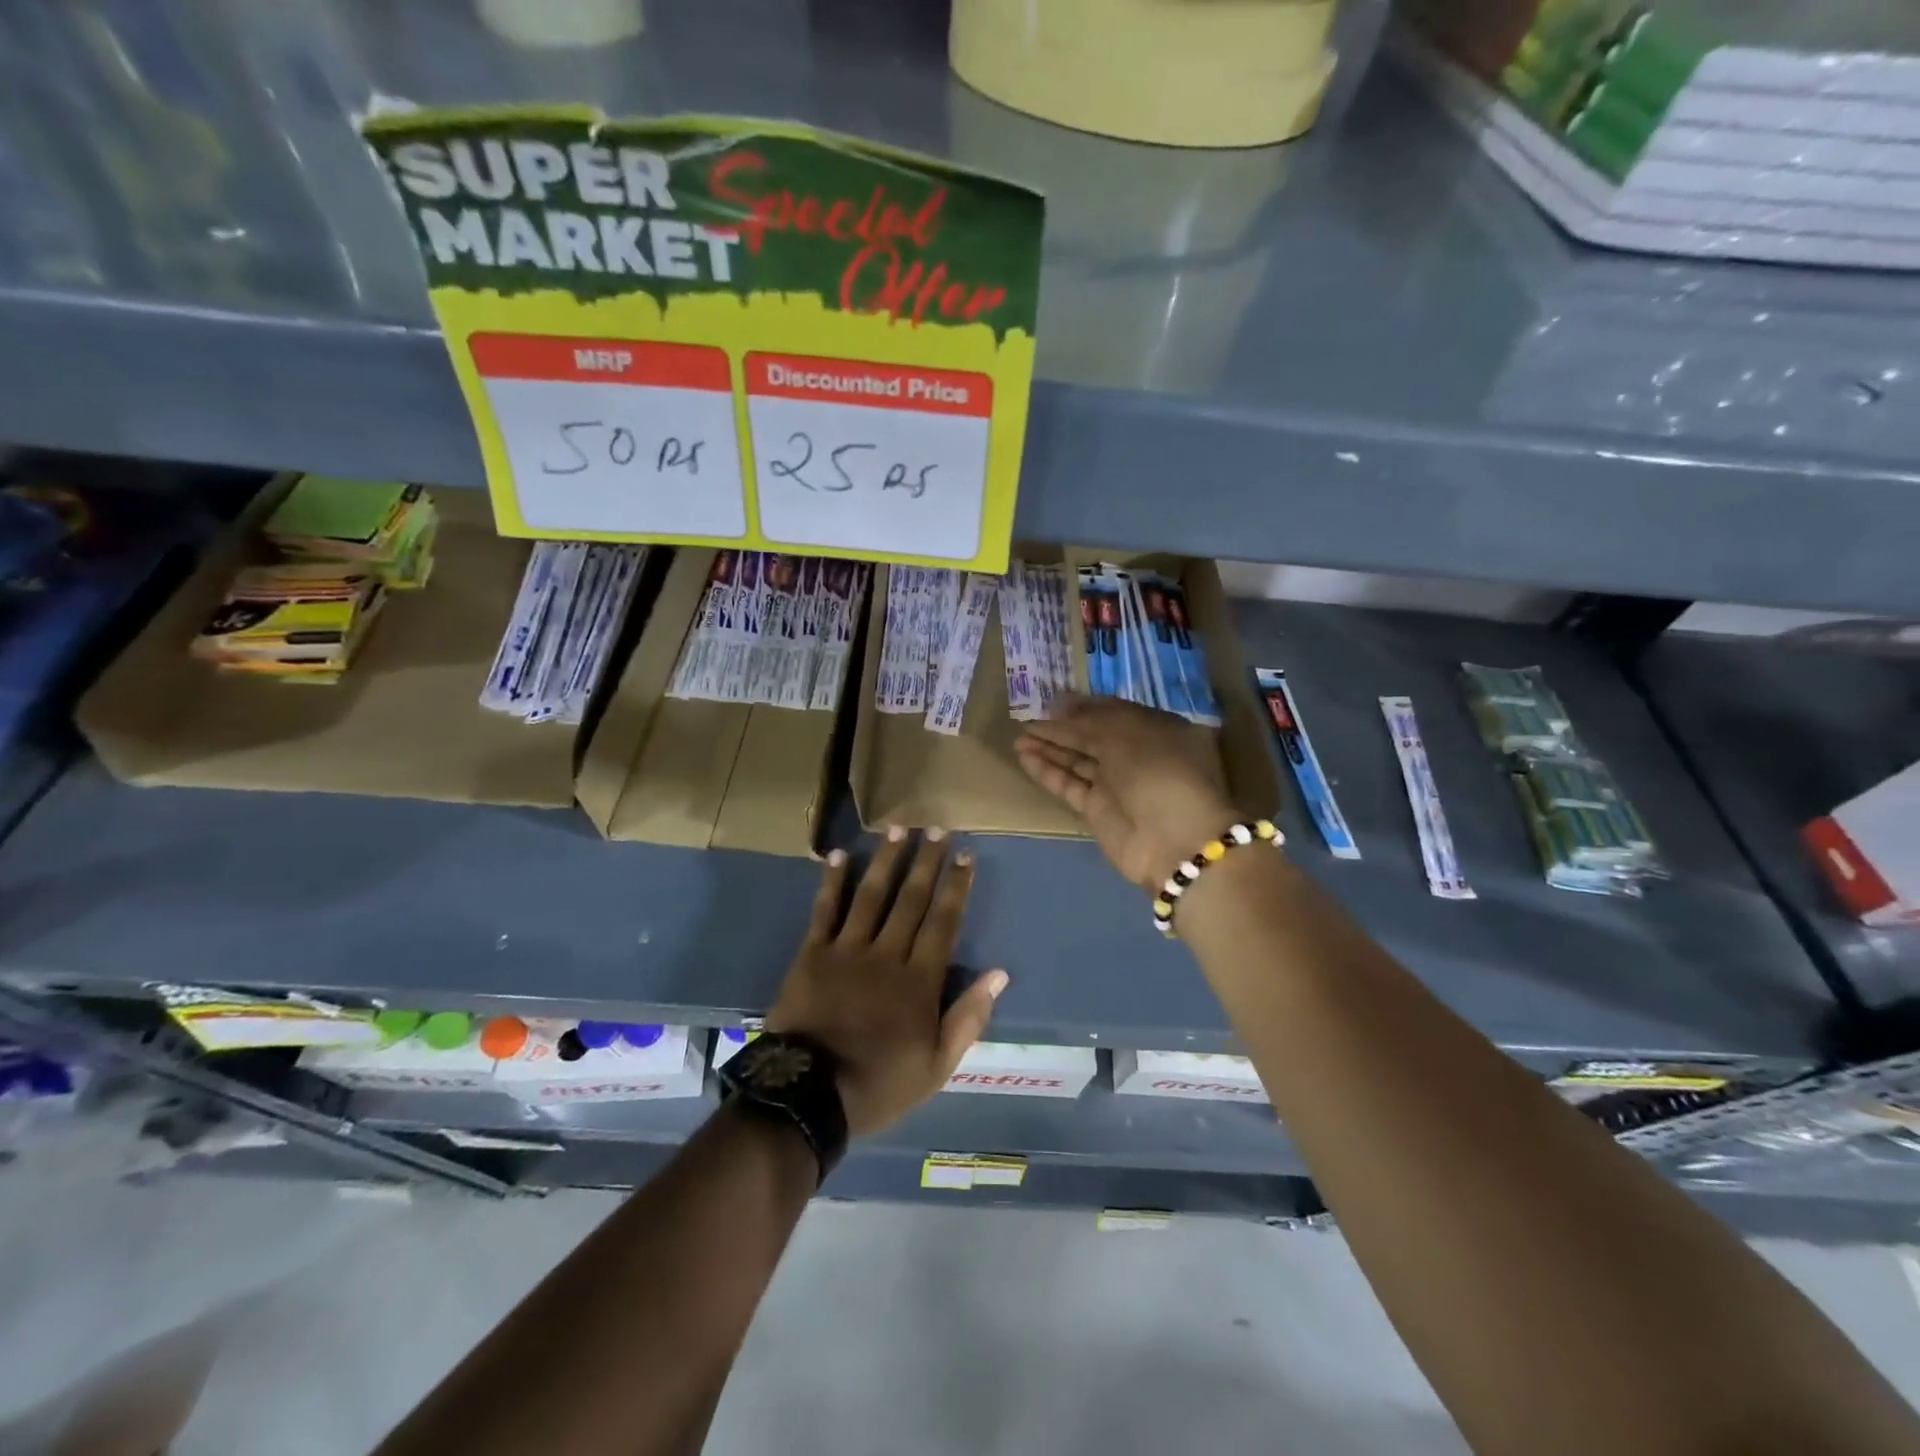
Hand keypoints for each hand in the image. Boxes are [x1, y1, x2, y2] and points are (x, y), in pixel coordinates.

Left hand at [766, 830, 1007, 1136]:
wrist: (808, 1096)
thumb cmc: (879, 1083)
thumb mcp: (937, 1066)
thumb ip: (968, 1018)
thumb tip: (999, 974)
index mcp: (919, 981)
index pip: (944, 922)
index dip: (956, 887)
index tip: (966, 855)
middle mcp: (886, 954)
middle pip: (911, 900)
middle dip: (926, 862)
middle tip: (937, 828)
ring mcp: (847, 950)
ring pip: (872, 896)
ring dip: (887, 860)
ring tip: (899, 828)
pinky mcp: (812, 954)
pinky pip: (825, 911)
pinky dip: (832, 882)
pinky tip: (841, 855)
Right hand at [1015, 695, 1238, 893]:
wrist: (1173, 840)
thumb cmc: (1157, 771)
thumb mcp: (1124, 734)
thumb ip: (1087, 720)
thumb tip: (1059, 707)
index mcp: (1155, 728)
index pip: (1112, 711)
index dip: (1082, 705)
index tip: (1051, 700)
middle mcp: (1136, 754)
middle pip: (1091, 735)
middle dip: (1061, 726)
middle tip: (1027, 717)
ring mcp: (1116, 784)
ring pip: (1076, 759)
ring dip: (1048, 747)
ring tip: (1018, 736)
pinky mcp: (1097, 810)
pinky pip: (1068, 784)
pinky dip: (1048, 771)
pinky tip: (1024, 757)